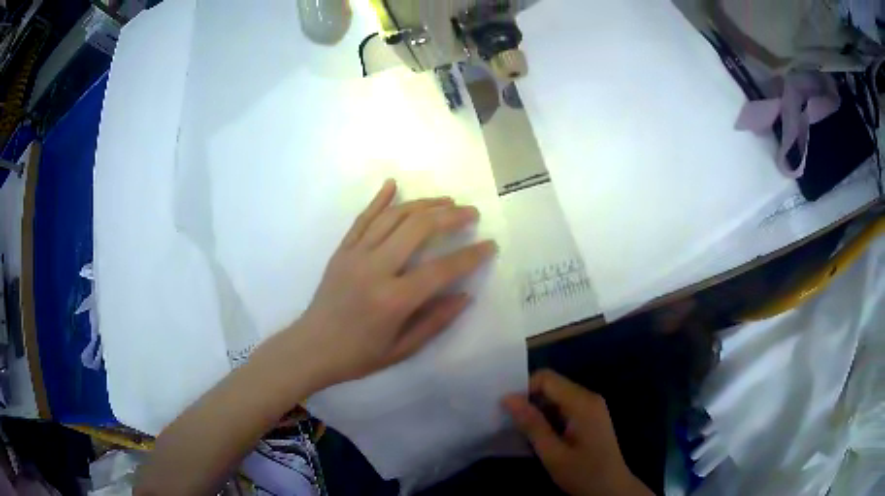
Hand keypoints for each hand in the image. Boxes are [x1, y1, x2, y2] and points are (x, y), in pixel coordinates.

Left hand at [294, 179, 495, 386]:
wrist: (311, 348)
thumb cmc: (358, 355)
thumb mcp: (402, 350)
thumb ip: (435, 321)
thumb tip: (464, 295)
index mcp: (393, 300)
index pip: (441, 269)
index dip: (470, 255)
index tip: (490, 245)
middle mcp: (375, 269)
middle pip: (418, 229)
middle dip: (450, 216)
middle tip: (471, 213)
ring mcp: (355, 255)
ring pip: (393, 217)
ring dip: (423, 204)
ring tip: (446, 200)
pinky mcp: (341, 250)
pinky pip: (362, 219)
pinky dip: (379, 199)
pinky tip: (393, 184)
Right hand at [503, 371, 652, 495]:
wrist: (612, 490)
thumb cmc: (583, 473)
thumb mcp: (553, 453)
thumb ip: (532, 424)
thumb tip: (507, 398)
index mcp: (582, 403)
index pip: (547, 378)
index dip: (524, 388)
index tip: (506, 409)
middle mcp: (589, 398)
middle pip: (552, 385)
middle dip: (529, 399)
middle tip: (510, 421)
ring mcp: (592, 407)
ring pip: (557, 397)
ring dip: (537, 410)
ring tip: (520, 430)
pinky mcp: (591, 417)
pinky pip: (565, 407)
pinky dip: (548, 417)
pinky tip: (539, 435)